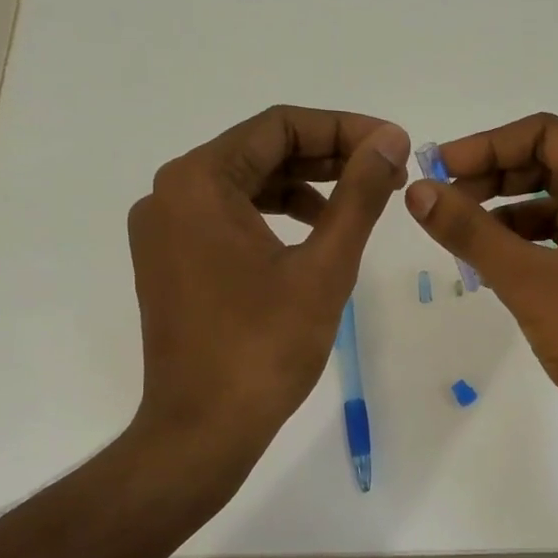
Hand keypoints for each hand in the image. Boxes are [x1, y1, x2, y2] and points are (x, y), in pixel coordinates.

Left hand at [129, 105, 409, 460]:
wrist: (202, 430)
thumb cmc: (264, 348)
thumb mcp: (324, 266)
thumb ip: (358, 194)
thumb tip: (389, 140)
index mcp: (198, 182)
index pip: (279, 127)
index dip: (344, 129)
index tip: (393, 145)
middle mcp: (170, 193)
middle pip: (259, 151)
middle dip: (327, 157)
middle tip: (386, 172)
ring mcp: (163, 229)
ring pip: (244, 184)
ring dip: (303, 186)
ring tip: (357, 202)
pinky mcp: (169, 260)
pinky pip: (226, 217)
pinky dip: (272, 216)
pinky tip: (313, 233)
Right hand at [403, 112, 557, 461]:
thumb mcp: (528, 278)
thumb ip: (469, 230)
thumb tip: (417, 191)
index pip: (546, 135)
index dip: (486, 146)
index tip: (437, 169)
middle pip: (550, 167)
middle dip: (492, 179)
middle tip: (441, 201)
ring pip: (554, 207)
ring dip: (504, 215)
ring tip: (457, 237)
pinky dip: (524, 246)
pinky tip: (489, 267)